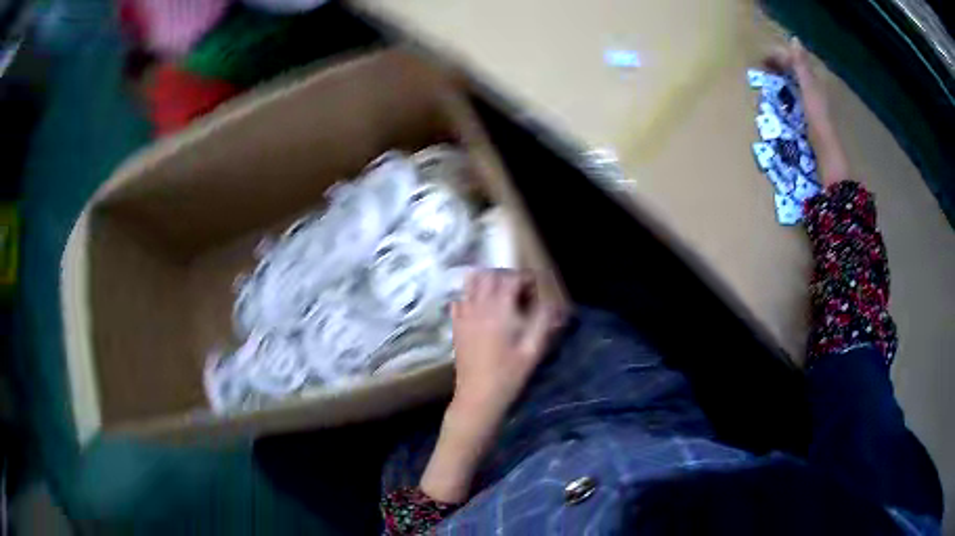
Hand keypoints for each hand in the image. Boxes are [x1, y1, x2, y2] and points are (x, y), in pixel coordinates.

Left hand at [419, 270, 563, 503]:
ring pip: (471, 283)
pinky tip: (481, 310)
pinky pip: (460, 300)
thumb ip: (544, 322)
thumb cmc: (509, 374)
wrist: (478, 396)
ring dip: (486, 282)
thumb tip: (555, 304)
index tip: (535, 290)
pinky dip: (470, 296)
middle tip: (519, 291)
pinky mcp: (456, 326)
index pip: (510, 278)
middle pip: (489, 275)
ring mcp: (463, 315)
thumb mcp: (533, 349)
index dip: (525, 279)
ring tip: (500, 296)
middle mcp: (478, 306)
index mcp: (499, 309)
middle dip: (506, 276)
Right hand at [766, 37, 849, 185]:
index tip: (760, 62)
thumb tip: (794, 40)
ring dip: (777, 86)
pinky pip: (792, 104)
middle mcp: (814, 92)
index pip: (793, 60)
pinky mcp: (808, 123)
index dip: (777, 57)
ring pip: (791, 88)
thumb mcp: (810, 94)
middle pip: (791, 73)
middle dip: (775, 71)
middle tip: (760, 76)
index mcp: (814, 83)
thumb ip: (803, 68)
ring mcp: (811, 109)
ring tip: (765, 91)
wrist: (829, 162)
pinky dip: (782, 101)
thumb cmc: (819, 127)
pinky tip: (776, 108)